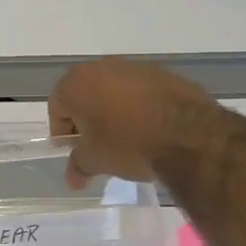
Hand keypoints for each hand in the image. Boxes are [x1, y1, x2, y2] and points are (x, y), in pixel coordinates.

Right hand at [48, 58, 220, 187]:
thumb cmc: (128, 144)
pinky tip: (151, 129)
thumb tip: (72, 178)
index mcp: (75, 83)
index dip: (63, 133)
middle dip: (88, 119)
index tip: (76, 152)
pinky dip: (139, 106)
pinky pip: (140, 91)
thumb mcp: (96, 161)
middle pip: (85, 95)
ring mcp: (134, 66)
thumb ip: (78, 165)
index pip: (57, 109)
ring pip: (113, 91)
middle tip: (98, 146)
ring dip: (114, 111)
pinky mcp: (163, 73)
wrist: (189, 135)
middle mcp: (101, 67)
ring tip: (127, 139)